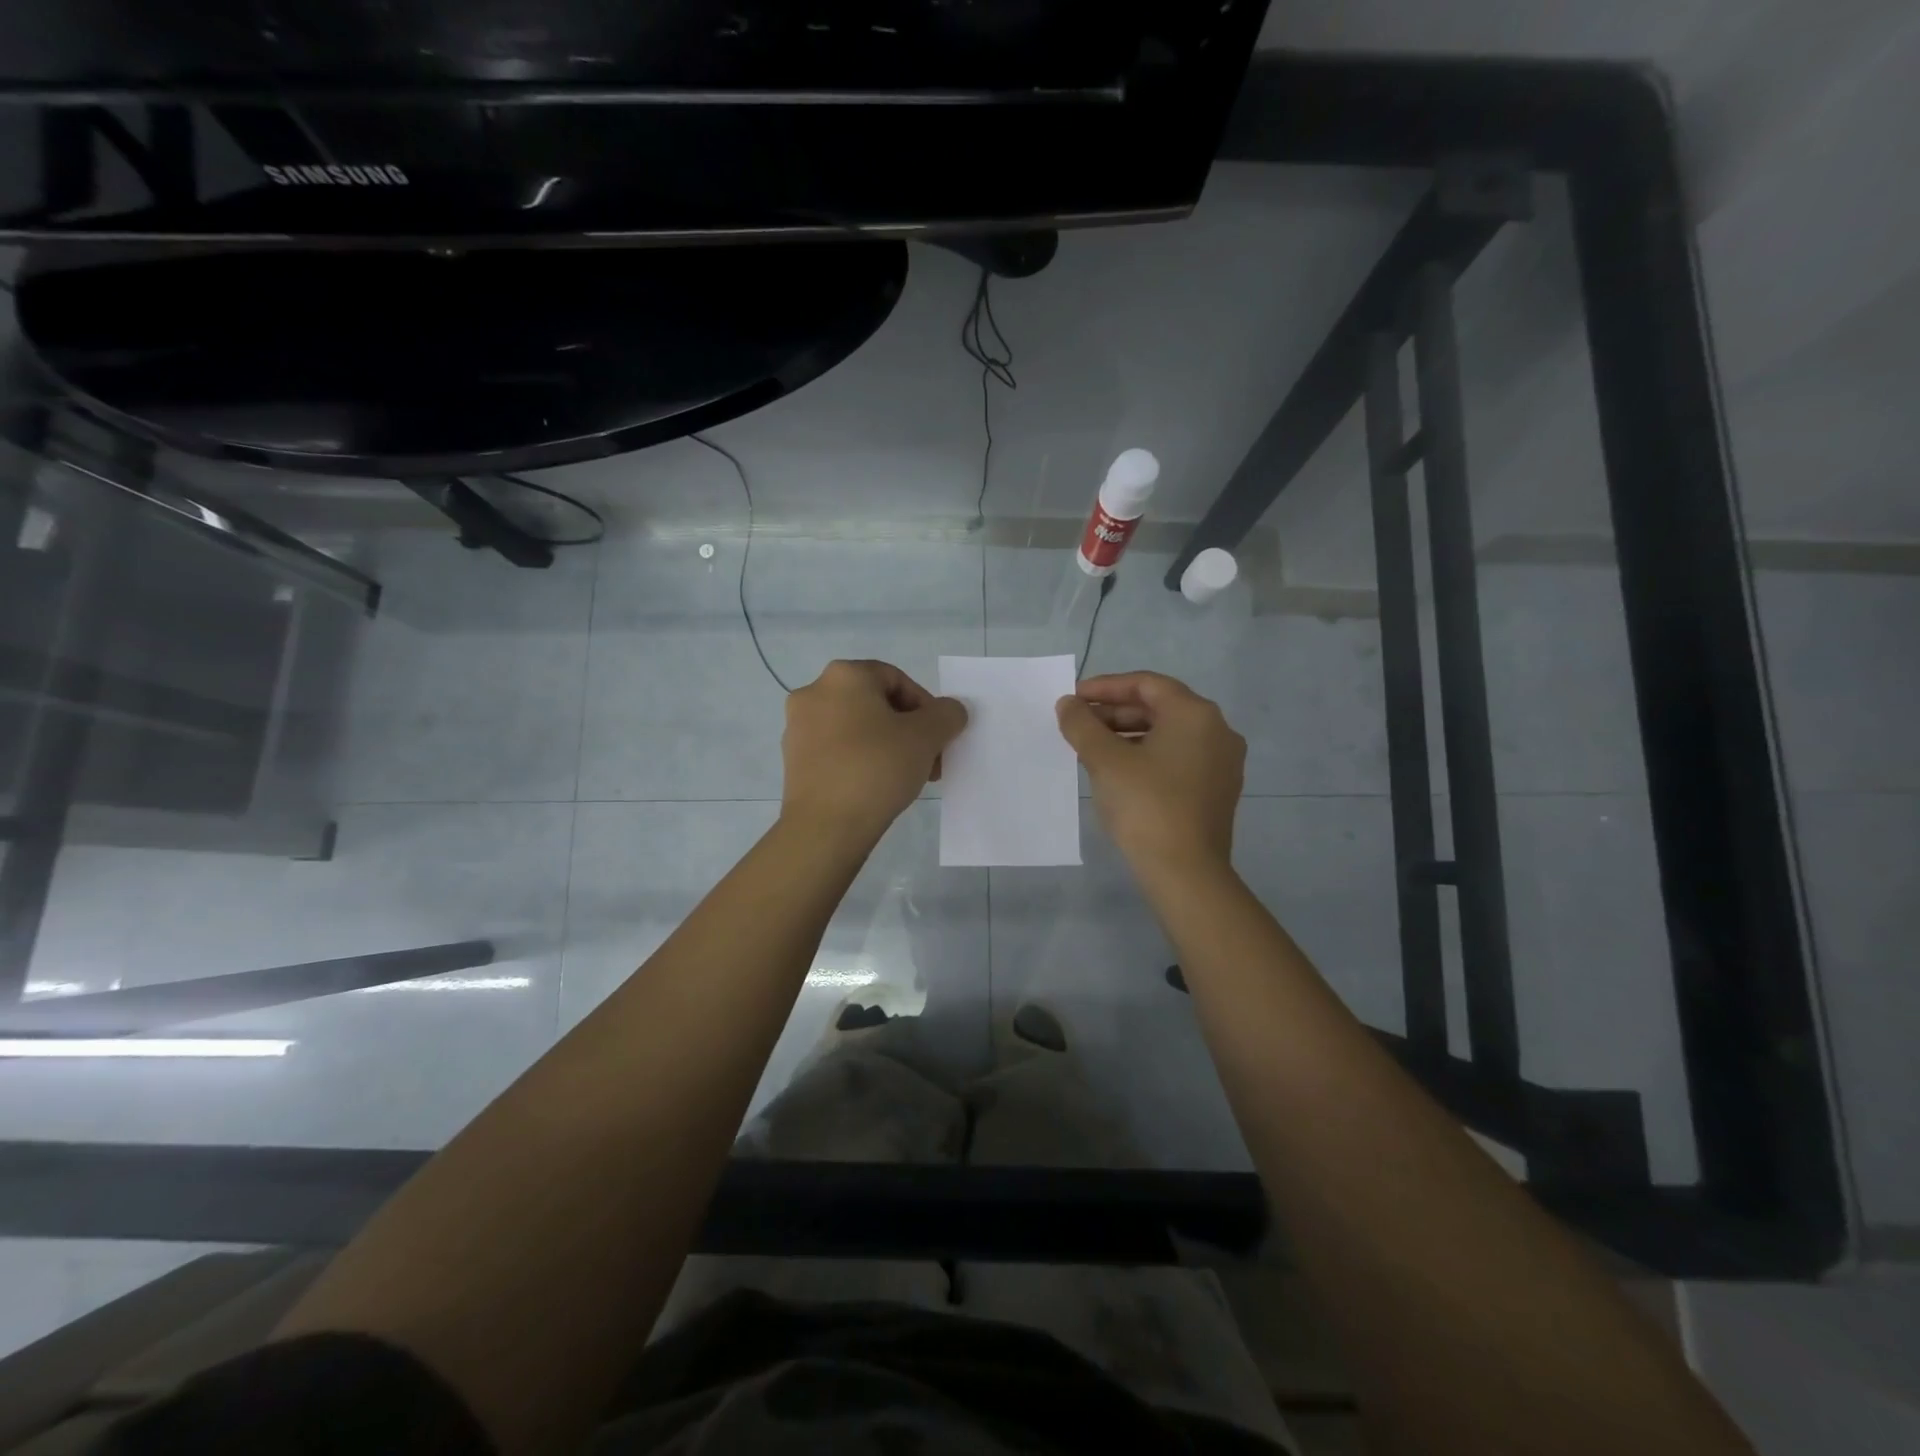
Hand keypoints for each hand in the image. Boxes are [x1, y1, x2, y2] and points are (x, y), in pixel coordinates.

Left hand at [782, 660, 967, 841]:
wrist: (825, 826)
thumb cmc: (877, 767)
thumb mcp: (927, 736)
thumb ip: (947, 714)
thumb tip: (949, 712)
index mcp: (844, 675)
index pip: (897, 679)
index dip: (926, 706)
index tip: (939, 737)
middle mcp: (814, 692)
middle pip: (876, 704)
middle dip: (908, 730)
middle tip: (929, 760)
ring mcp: (798, 727)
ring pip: (857, 728)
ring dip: (888, 746)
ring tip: (907, 777)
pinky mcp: (793, 760)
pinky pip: (838, 750)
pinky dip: (861, 760)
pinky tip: (878, 787)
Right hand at [1056, 671, 1244, 874]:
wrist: (1185, 873)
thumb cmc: (1146, 806)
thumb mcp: (1105, 760)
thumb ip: (1082, 724)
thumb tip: (1068, 704)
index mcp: (1195, 714)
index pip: (1146, 684)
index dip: (1105, 687)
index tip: (1073, 698)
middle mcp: (1217, 730)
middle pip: (1159, 707)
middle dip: (1114, 713)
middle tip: (1078, 724)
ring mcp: (1222, 762)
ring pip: (1168, 735)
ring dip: (1128, 735)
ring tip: (1091, 749)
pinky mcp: (1217, 790)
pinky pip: (1177, 758)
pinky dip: (1146, 756)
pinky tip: (1118, 772)